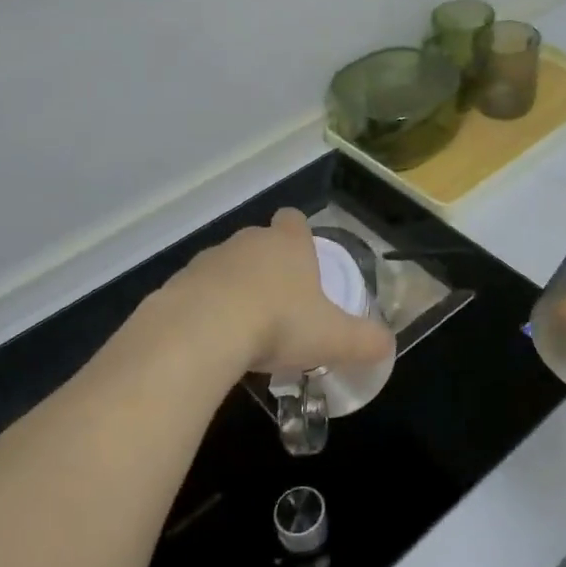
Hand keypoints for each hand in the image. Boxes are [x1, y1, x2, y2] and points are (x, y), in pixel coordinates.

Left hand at [166, 209, 393, 378]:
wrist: (202, 331)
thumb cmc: (279, 322)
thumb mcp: (334, 338)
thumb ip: (365, 341)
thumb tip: (388, 346)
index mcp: (288, 244)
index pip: (294, 220)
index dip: (300, 236)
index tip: (304, 262)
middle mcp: (248, 242)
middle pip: (260, 243)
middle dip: (268, 268)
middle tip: (280, 306)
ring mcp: (208, 260)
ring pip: (226, 268)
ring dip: (234, 290)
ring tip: (244, 330)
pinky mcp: (176, 284)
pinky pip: (196, 293)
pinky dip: (204, 311)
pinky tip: (212, 342)